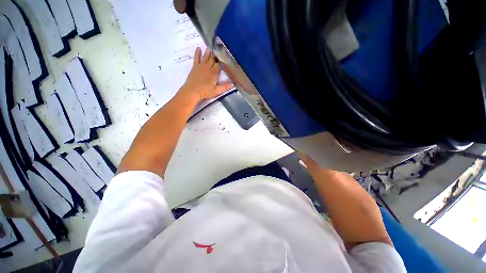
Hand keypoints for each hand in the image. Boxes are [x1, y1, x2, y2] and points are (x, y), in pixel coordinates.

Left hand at [179, 47, 233, 101]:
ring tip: (211, 46)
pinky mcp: (195, 66)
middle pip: (213, 59)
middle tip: (219, 49)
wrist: (192, 91)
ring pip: (206, 57)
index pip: (219, 64)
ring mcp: (201, 66)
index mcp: (214, 73)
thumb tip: (233, 85)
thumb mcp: (216, 91)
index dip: (223, 61)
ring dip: (208, 52)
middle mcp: (208, 67)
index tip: (226, 57)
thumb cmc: (205, 92)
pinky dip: (197, 53)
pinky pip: (196, 58)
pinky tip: (198, 48)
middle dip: (216, 54)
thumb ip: (225, 87)